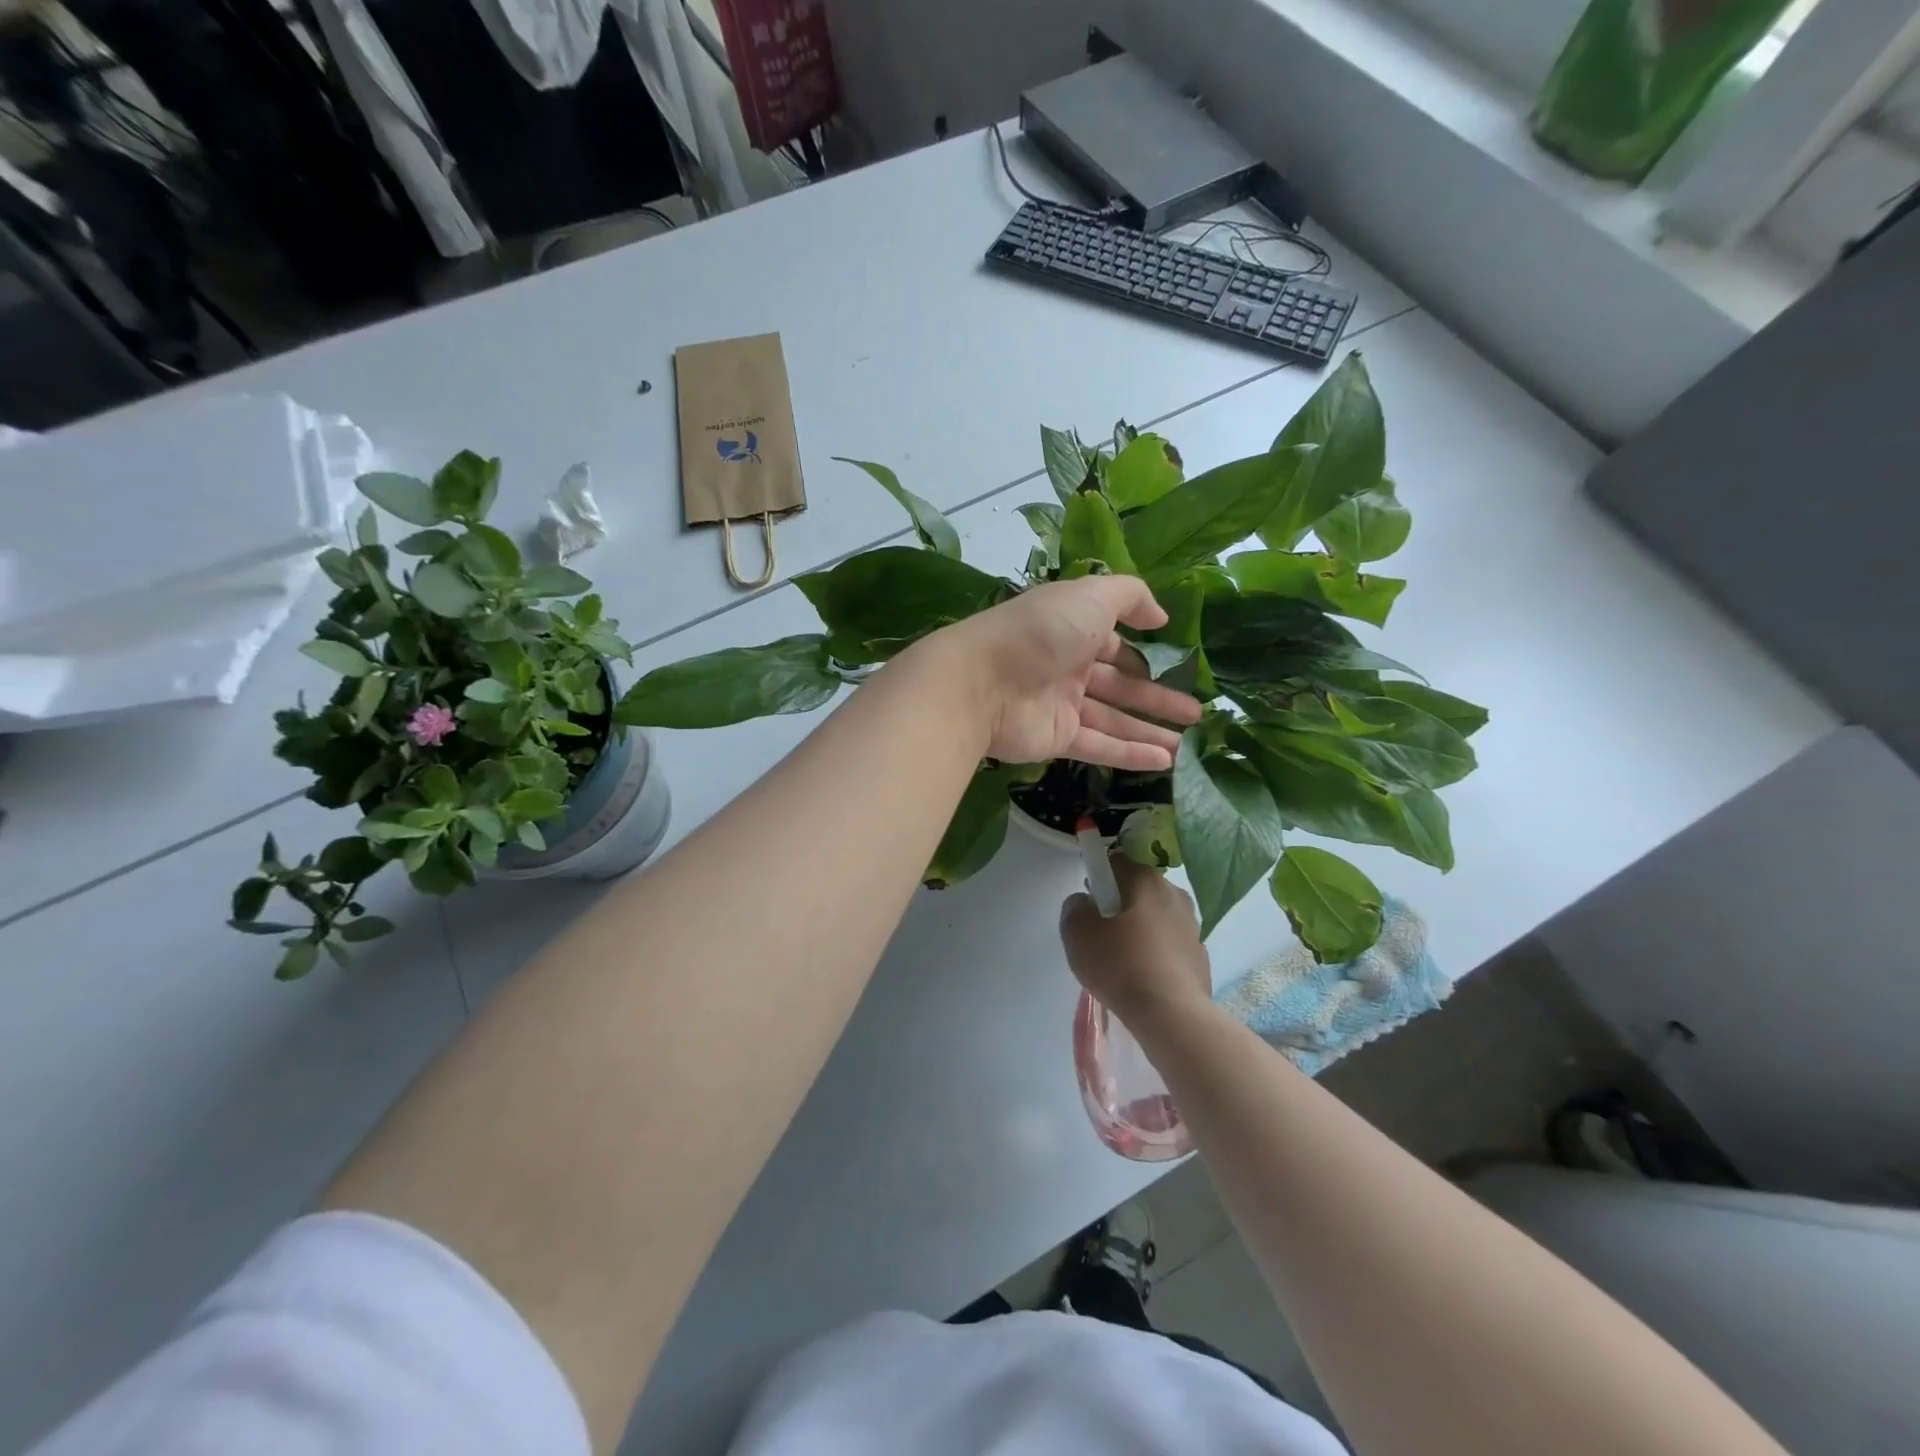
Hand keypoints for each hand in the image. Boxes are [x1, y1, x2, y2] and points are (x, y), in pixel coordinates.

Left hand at [936, 577, 1202, 770]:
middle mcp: (1067, 665)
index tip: (1181, 667)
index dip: (1147, 655)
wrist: (981, 682)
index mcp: (1073, 628)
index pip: (1116, 642)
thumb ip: (1131, 597)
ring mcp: (1061, 704)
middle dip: (1157, 697)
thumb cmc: (1040, 632)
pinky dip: (1131, 754)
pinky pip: (1100, 746)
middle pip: (1120, 684)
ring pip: (1114, 719)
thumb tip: (1161, 617)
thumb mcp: (1091, 596)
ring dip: (1151, 730)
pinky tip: (1165, 762)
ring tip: (1190, 745)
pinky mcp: (1056, 737)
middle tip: (1197, 713)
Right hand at [1061, 855, 1211, 1023]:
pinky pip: (1170, 945)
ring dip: (1140, 929)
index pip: (1117, 862)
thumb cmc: (1120, 964)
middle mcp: (1174, 894)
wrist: (1171, 1014)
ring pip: (1157, 917)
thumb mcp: (1077, 933)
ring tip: (1122, 961)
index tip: (1089, 902)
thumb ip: (1074, 908)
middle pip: (1139, 889)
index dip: (1099, 877)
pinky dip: (1157, 953)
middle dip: (1120, 904)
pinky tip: (1144, 978)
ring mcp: (1193, 925)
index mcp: (1145, 880)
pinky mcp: (1200, 956)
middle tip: (1101, 933)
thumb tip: (1084, 902)